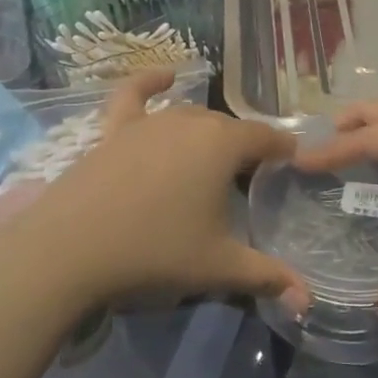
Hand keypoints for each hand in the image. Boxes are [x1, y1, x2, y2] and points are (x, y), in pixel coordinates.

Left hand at [5, 69, 309, 312]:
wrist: (70, 249)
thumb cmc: (155, 252)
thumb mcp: (218, 267)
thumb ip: (267, 277)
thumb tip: (307, 301)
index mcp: (222, 144)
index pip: (266, 138)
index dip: (283, 151)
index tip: (292, 167)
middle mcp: (189, 121)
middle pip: (228, 129)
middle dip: (244, 149)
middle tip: (249, 183)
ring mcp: (148, 121)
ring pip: (190, 117)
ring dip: (207, 134)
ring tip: (213, 161)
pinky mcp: (114, 128)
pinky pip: (134, 94)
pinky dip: (151, 81)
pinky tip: (165, 76)